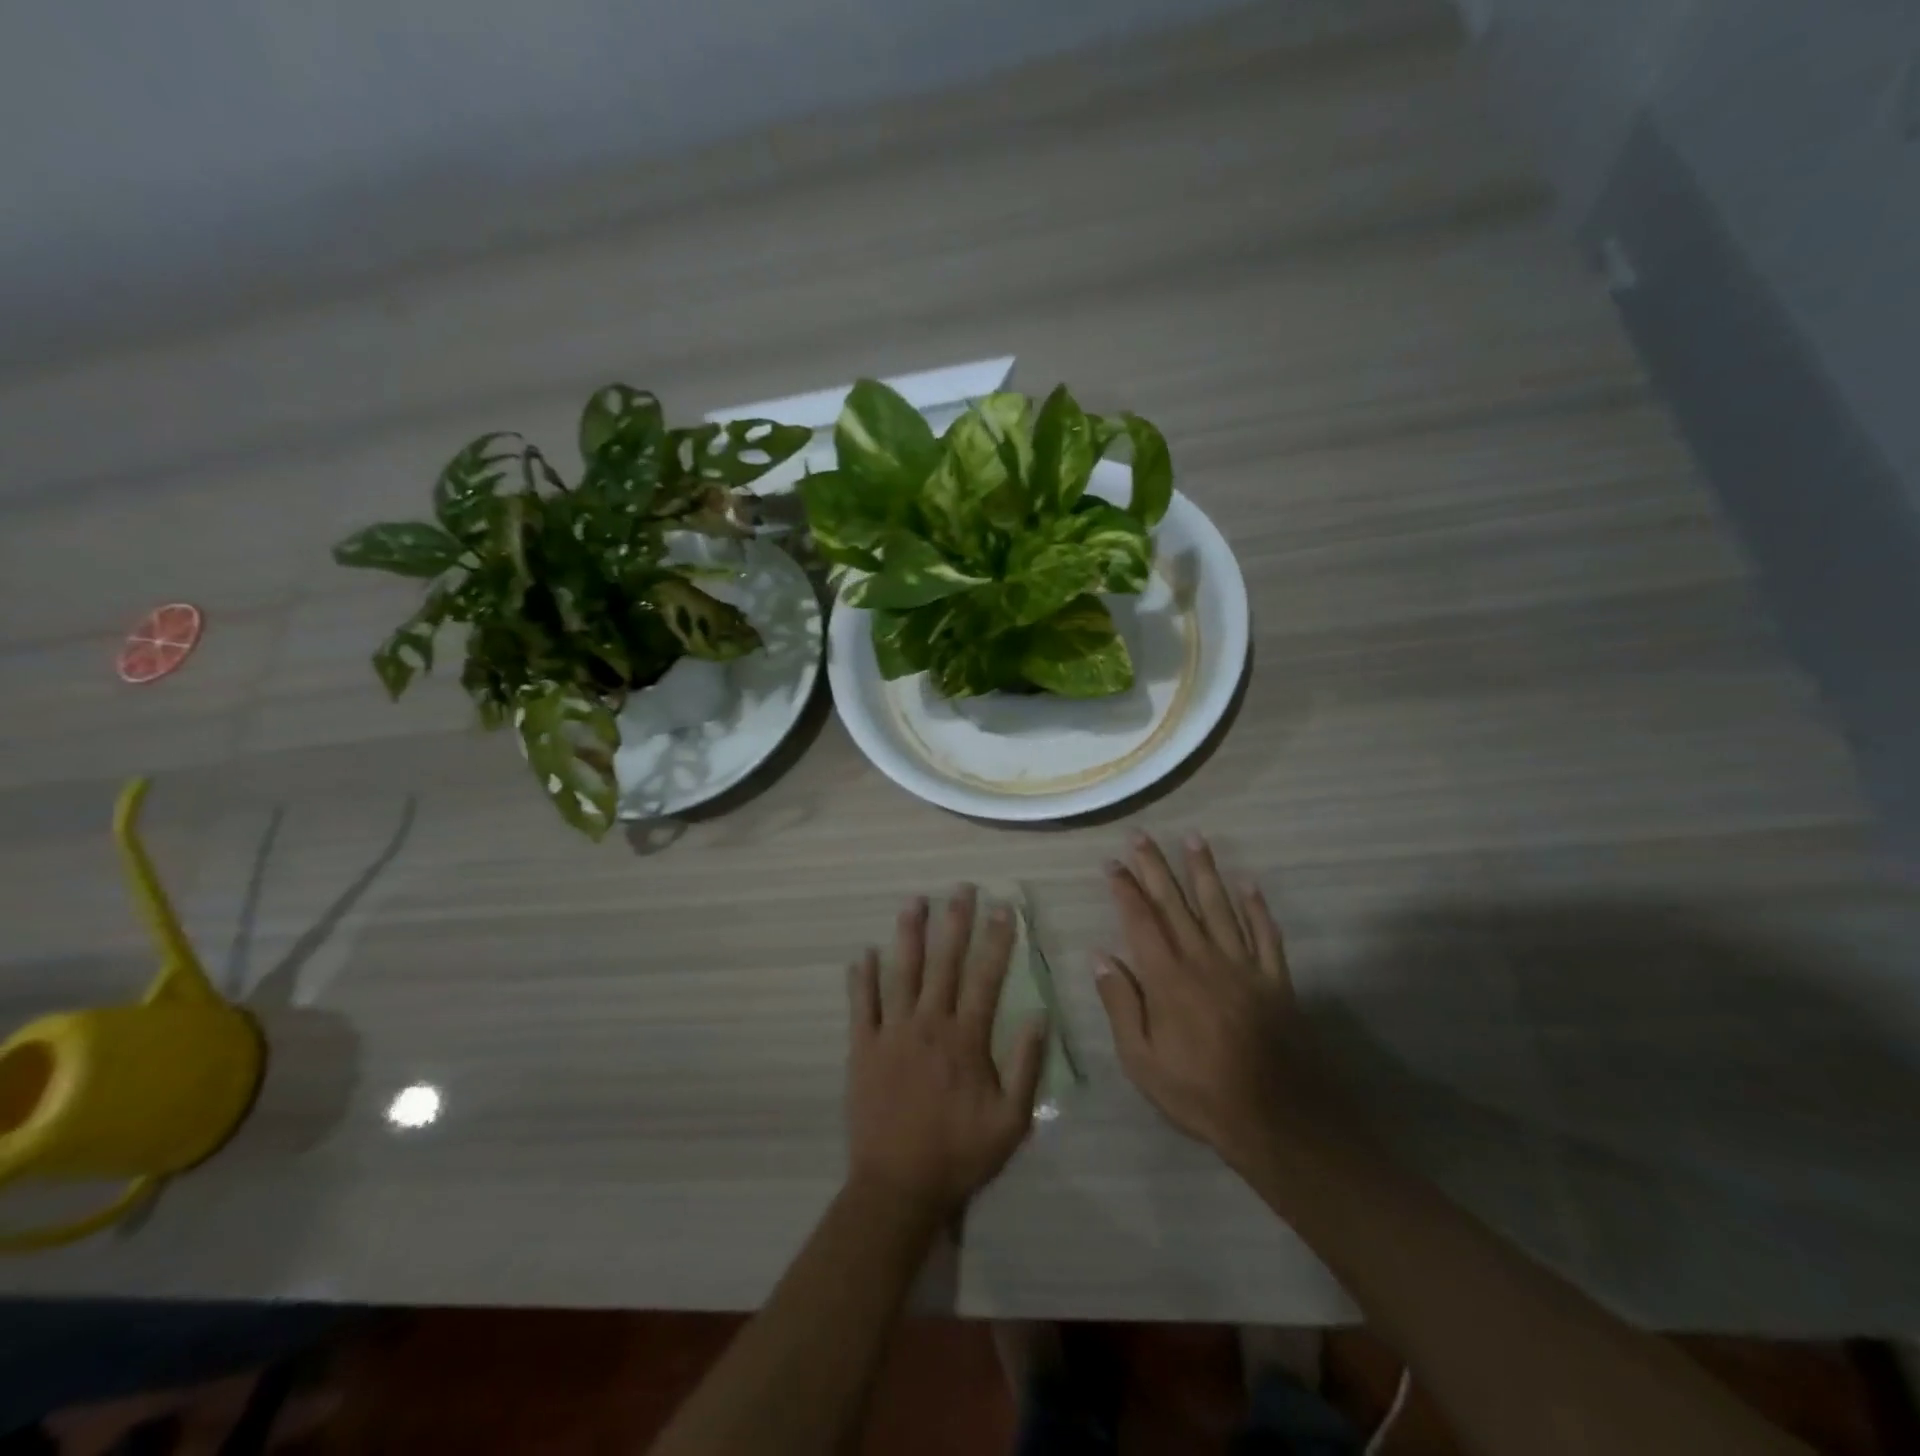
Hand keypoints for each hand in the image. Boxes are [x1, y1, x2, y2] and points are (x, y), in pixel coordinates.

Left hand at [845, 886, 1048, 1219]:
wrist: (897, 1187)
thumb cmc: (959, 1154)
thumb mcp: (1011, 1120)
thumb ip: (1026, 1065)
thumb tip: (1040, 1014)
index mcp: (965, 1038)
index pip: (986, 977)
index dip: (997, 940)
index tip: (1003, 907)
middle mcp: (928, 1024)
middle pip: (944, 963)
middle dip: (955, 922)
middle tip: (961, 888)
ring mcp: (892, 1033)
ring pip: (901, 972)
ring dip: (908, 934)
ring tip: (914, 901)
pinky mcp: (862, 1048)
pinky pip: (862, 1005)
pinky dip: (862, 978)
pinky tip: (863, 953)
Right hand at [1094, 833, 1334, 1167]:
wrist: (1275, 1117)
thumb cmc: (1198, 1092)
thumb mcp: (1141, 1060)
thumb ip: (1121, 1005)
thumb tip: (1101, 957)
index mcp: (1167, 977)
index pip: (1140, 920)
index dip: (1125, 889)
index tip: (1112, 863)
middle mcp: (1203, 959)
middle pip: (1175, 903)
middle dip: (1156, 866)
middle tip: (1141, 835)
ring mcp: (1242, 966)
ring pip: (1220, 907)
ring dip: (1205, 871)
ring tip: (1194, 839)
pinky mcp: (1274, 979)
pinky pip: (1265, 934)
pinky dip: (1257, 907)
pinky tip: (1249, 883)